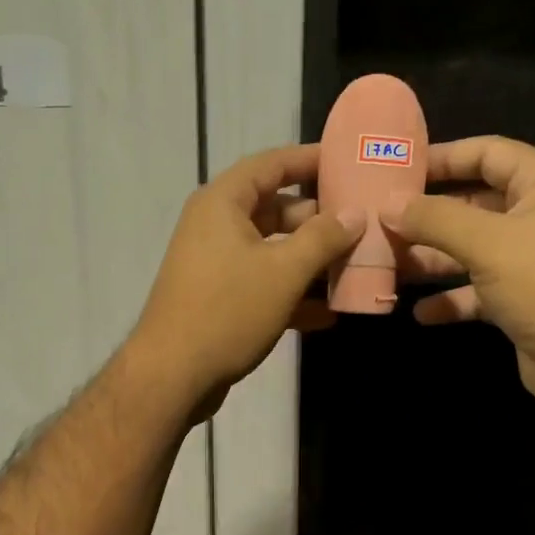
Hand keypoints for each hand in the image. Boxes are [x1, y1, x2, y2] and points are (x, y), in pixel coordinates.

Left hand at [132, 144, 362, 420]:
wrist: (173, 375)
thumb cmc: (228, 311)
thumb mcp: (284, 271)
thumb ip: (323, 238)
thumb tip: (354, 214)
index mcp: (223, 203)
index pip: (271, 164)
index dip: (309, 160)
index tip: (347, 162)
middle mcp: (216, 226)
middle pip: (275, 209)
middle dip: (318, 220)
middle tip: (361, 225)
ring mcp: (216, 265)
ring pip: (272, 251)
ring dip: (310, 261)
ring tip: (354, 268)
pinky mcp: (219, 300)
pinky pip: (262, 285)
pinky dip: (292, 294)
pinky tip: (328, 314)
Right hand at [384, 136, 534, 411]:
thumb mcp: (486, 243)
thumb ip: (434, 219)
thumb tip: (387, 205)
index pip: (489, 152)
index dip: (444, 156)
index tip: (398, 168)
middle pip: (474, 203)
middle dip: (429, 215)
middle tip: (382, 220)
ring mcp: (529, 261)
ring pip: (470, 249)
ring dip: (432, 258)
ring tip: (388, 264)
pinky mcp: (520, 301)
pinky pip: (477, 291)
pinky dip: (450, 299)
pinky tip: (419, 312)